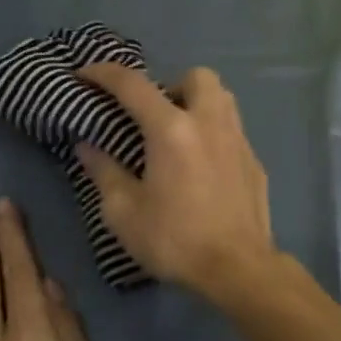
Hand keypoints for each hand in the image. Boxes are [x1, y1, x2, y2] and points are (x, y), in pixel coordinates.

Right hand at [75, 65, 277, 302]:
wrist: (238, 268)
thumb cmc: (175, 240)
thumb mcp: (124, 213)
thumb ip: (104, 172)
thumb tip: (87, 146)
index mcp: (172, 130)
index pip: (133, 85)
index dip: (104, 73)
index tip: (85, 74)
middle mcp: (209, 123)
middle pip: (197, 76)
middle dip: (171, 83)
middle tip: (153, 114)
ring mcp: (238, 140)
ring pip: (223, 97)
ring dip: (198, 102)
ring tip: (179, 133)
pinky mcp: (255, 161)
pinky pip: (233, 129)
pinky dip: (214, 133)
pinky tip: (203, 164)